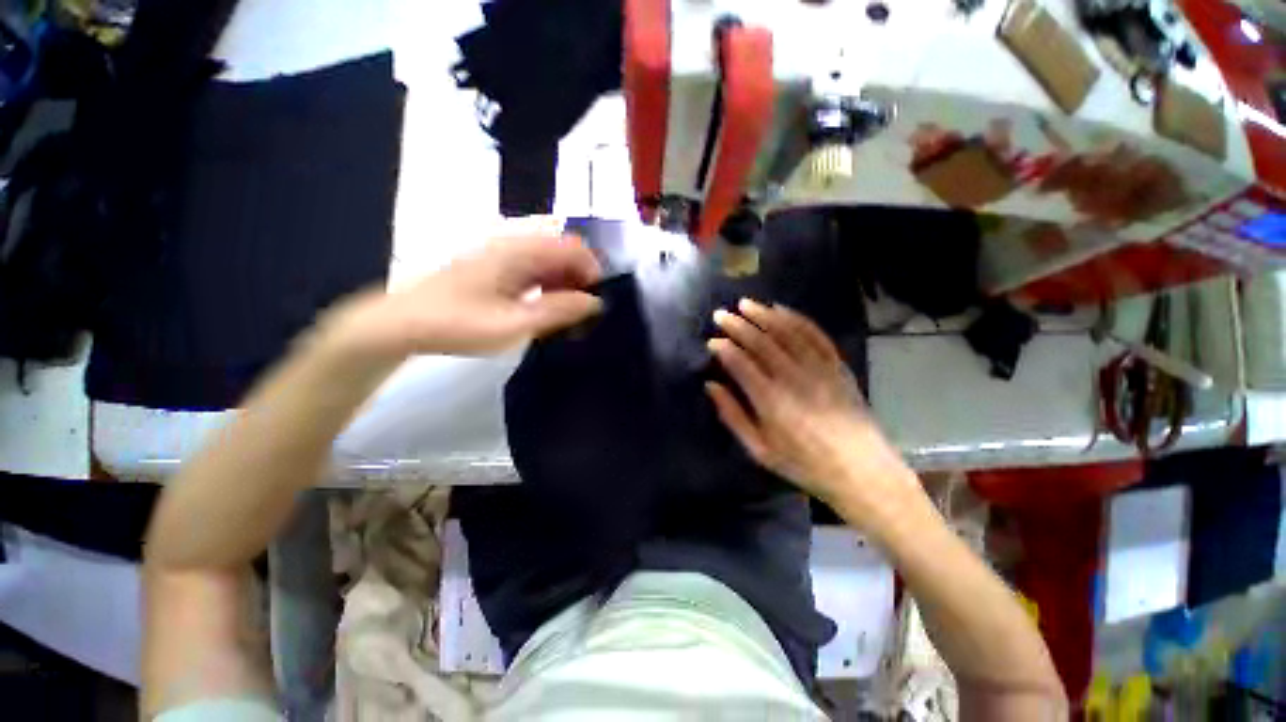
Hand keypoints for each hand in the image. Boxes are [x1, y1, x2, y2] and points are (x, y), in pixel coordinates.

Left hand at [325, 232, 601, 359]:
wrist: (404, 322)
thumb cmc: (460, 323)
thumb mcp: (515, 324)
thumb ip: (558, 310)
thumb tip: (595, 302)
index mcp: (519, 251)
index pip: (572, 247)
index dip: (592, 271)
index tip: (598, 300)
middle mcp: (512, 243)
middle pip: (562, 250)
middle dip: (580, 277)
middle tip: (583, 310)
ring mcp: (500, 253)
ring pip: (547, 259)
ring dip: (564, 281)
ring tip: (566, 312)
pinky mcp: (492, 264)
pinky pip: (531, 267)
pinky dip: (546, 283)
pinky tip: (543, 306)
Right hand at [707, 299, 911, 505]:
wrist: (861, 470)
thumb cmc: (804, 464)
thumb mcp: (760, 450)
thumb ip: (733, 416)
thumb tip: (711, 386)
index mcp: (770, 400)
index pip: (741, 363)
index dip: (724, 349)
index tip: (712, 341)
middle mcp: (793, 377)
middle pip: (761, 342)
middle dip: (737, 325)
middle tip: (720, 315)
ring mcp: (818, 368)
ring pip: (787, 332)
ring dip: (764, 315)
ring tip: (745, 304)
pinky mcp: (837, 365)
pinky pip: (815, 335)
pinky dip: (796, 319)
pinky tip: (781, 310)